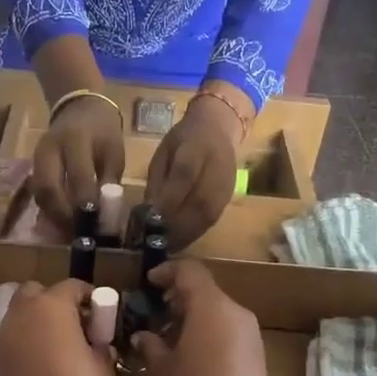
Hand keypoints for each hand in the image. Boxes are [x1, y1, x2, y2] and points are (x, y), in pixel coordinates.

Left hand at [0, 279, 115, 375]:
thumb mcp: (102, 366)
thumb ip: (100, 345)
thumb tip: (97, 342)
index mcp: (52, 305)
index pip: (72, 286)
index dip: (88, 296)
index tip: (98, 312)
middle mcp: (22, 312)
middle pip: (35, 292)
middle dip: (52, 301)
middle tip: (72, 323)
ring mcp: (1, 334)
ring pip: (18, 313)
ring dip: (35, 321)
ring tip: (54, 344)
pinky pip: (9, 338)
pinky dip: (22, 341)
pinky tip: (37, 362)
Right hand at [32, 98, 124, 232]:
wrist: (78, 107)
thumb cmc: (102, 131)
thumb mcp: (114, 152)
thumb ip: (109, 182)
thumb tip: (106, 217)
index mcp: (76, 139)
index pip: (78, 176)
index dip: (86, 204)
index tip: (96, 224)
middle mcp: (50, 148)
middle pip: (48, 188)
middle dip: (62, 215)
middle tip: (78, 233)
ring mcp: (37, 157)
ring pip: (39, 193)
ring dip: (53, 216)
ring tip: (70, 231)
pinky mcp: (32, 166)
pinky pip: (37, 192)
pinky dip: (48, 210)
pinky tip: (61, 222)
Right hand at [133, 261, 300, 375]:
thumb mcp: (163, 371)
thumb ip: (150, 345)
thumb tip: (143, 335)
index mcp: (211, 307)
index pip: (190, 271)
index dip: (167, 271)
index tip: (149, 283)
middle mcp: (235, 312)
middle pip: (205, 290)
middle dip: (178, 296)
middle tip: (154, 311)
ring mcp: (250, 333)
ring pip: (217, 310)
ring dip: (193, 315)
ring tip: (168, 336)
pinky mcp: (256, 353)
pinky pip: (228, 328)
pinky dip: (207, 330)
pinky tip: (190, 354)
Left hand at [144, 93, 243, 247]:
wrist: (217, 128)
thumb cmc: (183, 140)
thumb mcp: (163, 153)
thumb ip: (158, 182)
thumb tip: (147, 214)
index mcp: (195, 147)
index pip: (183, 176)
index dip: (168, 201)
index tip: (149, 221)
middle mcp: (215, 167)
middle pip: (199, 202)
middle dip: (176, 226)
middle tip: (156, 242)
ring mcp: (226, 184)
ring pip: (208, 215)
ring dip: (186, 234)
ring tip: (166, 247)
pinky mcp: (229, 196)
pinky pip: (213, 219)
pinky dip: (196, 232)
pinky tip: (181, 241)